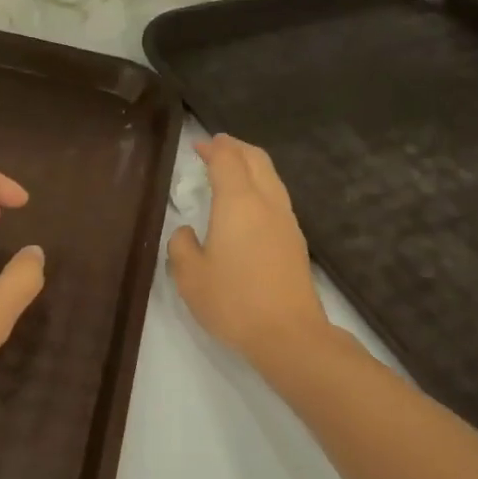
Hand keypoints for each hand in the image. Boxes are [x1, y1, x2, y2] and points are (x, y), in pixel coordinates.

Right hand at [167, 135, 329, 366]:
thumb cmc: (233, 301)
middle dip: (236, 148)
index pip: (227, 161)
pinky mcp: (295, 241)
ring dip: (251, 165)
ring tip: (233, 168)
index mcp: (238, 203)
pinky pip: (277, 197)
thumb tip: (186, 231)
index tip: (199, 145)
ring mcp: (286, 221)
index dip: (213, 148)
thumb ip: (181, 246)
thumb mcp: (190, 277)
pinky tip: (249, 203)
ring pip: (271, 177)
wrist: (288, 333)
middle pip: (256, 160)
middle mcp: (267, 203)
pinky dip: (261, 186)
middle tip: (217, 146)